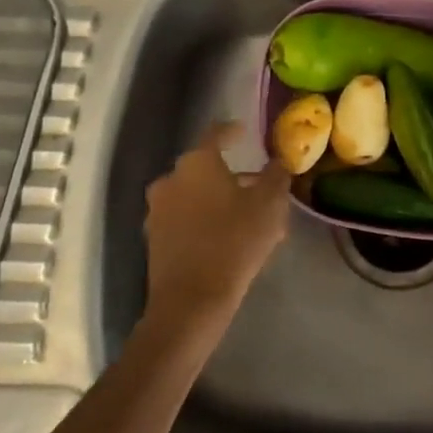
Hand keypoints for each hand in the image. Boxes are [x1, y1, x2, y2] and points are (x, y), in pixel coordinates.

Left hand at [143, 122, 291, 330]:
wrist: (191, 301)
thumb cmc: (234, 242)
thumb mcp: (269, 205)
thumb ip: (276, 177)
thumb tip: (278, 162)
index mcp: (197, 162)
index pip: (216, 134)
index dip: (232, 131)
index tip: (244, 132)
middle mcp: (171, 178)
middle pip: (204, 168)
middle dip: (230, 175)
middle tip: (256, 187)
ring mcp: (158, 209)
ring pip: (195, 195)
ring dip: (217, 200)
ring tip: (246, 218)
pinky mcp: (154, 238)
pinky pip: (184, 219)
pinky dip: (203, 220)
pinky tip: (226, 238)